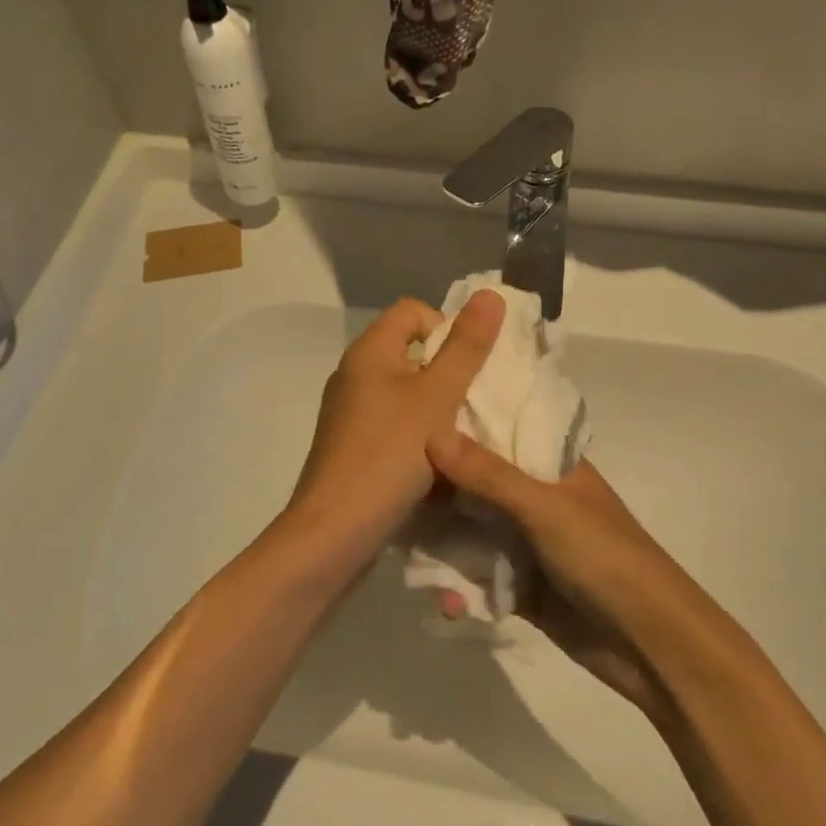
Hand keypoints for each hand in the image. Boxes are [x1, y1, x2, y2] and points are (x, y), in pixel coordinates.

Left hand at [287, 292, 505, 552]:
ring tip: (460, 441)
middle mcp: (355, 375)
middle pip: (412, 353)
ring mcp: (352, 413)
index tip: (466, 368)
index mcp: (369, 352)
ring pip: (408, 395)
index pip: (413, 311)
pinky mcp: (355, 447)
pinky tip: (437, 468)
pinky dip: (420, 438)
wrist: (334, 532)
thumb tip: (490, 293)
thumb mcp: (436, 399)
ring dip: (439, 412)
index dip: (446, 328)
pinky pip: (396, 427)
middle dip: (449, 375)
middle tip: (472, 406)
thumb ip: (465, 348)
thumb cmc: (388, 456)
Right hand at [427, 436, 687, 719]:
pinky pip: (477, 575)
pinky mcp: (520, 585)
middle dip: (438, 488)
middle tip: (389, 487)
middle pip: (476, 482)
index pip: (499, 431)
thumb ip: (489, 475)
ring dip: (442, 540)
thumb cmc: (605, 558)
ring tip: (400, 544)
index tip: (408, 421)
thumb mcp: (546, 509)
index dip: (459, 426)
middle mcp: (535, 498)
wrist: (650, 644)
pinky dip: (457, 584)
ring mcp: (527, 543)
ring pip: (471, 529)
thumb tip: (432, 435)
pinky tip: (440, 597)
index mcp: (551, 466)